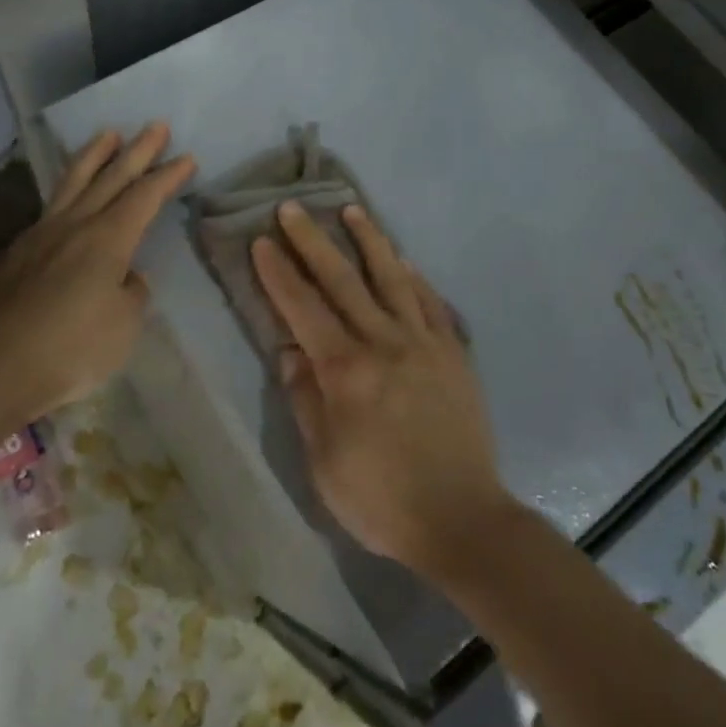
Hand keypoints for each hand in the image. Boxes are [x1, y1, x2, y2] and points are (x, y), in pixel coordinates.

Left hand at [0, 123, 194, 428]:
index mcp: (108, 239)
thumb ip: (131, 292)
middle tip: (156, 126)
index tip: (187, 158)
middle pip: (111, 177)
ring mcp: (41, 235)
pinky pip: (49, 207)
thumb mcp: (124, 325)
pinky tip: (68, 196)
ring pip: (72, 182)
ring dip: (94, 155)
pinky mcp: (17, 253)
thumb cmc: (73, 348)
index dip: (168, 176)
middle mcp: (75, 225)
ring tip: (107, 134)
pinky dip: (66, 190)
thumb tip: (124, 276)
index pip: (144, 197)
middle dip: (138, 151)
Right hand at [250, 202, 513, 583]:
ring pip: (392, 278)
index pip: (303, 308)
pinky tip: (403, 260)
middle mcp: (384, 343)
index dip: (279, 272)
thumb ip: (305, 399)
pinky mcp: (453, 353)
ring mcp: (424, 343)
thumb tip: (289, 349)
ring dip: (369, 240)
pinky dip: (414, 277)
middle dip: (313, 241)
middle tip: (293, 207)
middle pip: (343, 280)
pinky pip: (431, 303)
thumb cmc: (381, 498)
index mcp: (346, 371)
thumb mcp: (324, 461)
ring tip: (352, 210)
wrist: (463, 519)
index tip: (263, 240)